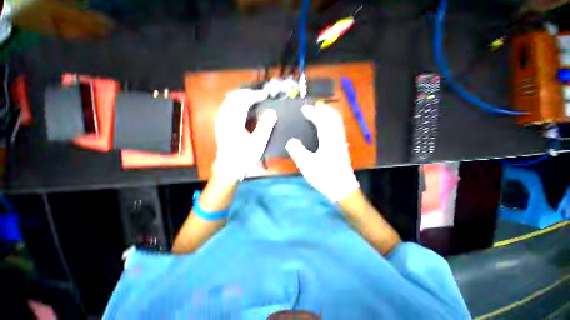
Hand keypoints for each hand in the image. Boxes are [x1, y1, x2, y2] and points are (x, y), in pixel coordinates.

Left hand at [213, 89, 276, 182]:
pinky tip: (240, 107)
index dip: (255, 95)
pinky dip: (234, 102)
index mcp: (234, 121)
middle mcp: (225, 117)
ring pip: (228, 101)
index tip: (265, 95)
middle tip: (259, 94)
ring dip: (240, 96)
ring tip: (251, 97)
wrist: (229, 168)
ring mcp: (220, 121)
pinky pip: (226, 107)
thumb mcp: (258, 143)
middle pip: (234, 97)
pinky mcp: (220, 125)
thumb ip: (265, 126)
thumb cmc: (244, 156)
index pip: (244, 101)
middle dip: (247, 93)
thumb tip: (272, 112)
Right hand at [285, 103, 359, 201]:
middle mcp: (337, 138)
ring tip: (321, 112)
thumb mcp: (307, 165)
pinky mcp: (342, 148)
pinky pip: (338, 129)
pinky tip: (328, 127)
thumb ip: (298, 151)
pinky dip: (333, 123)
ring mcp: (341, 143)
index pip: (321, 121)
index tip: (304, 109)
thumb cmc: (325, 176)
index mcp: (328, 140)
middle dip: (324, 110)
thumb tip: (291, 141)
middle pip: (333, 118)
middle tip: (315, 106)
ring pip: (337, 123)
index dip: (313, 113)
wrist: (342, 189)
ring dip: (329, 115)